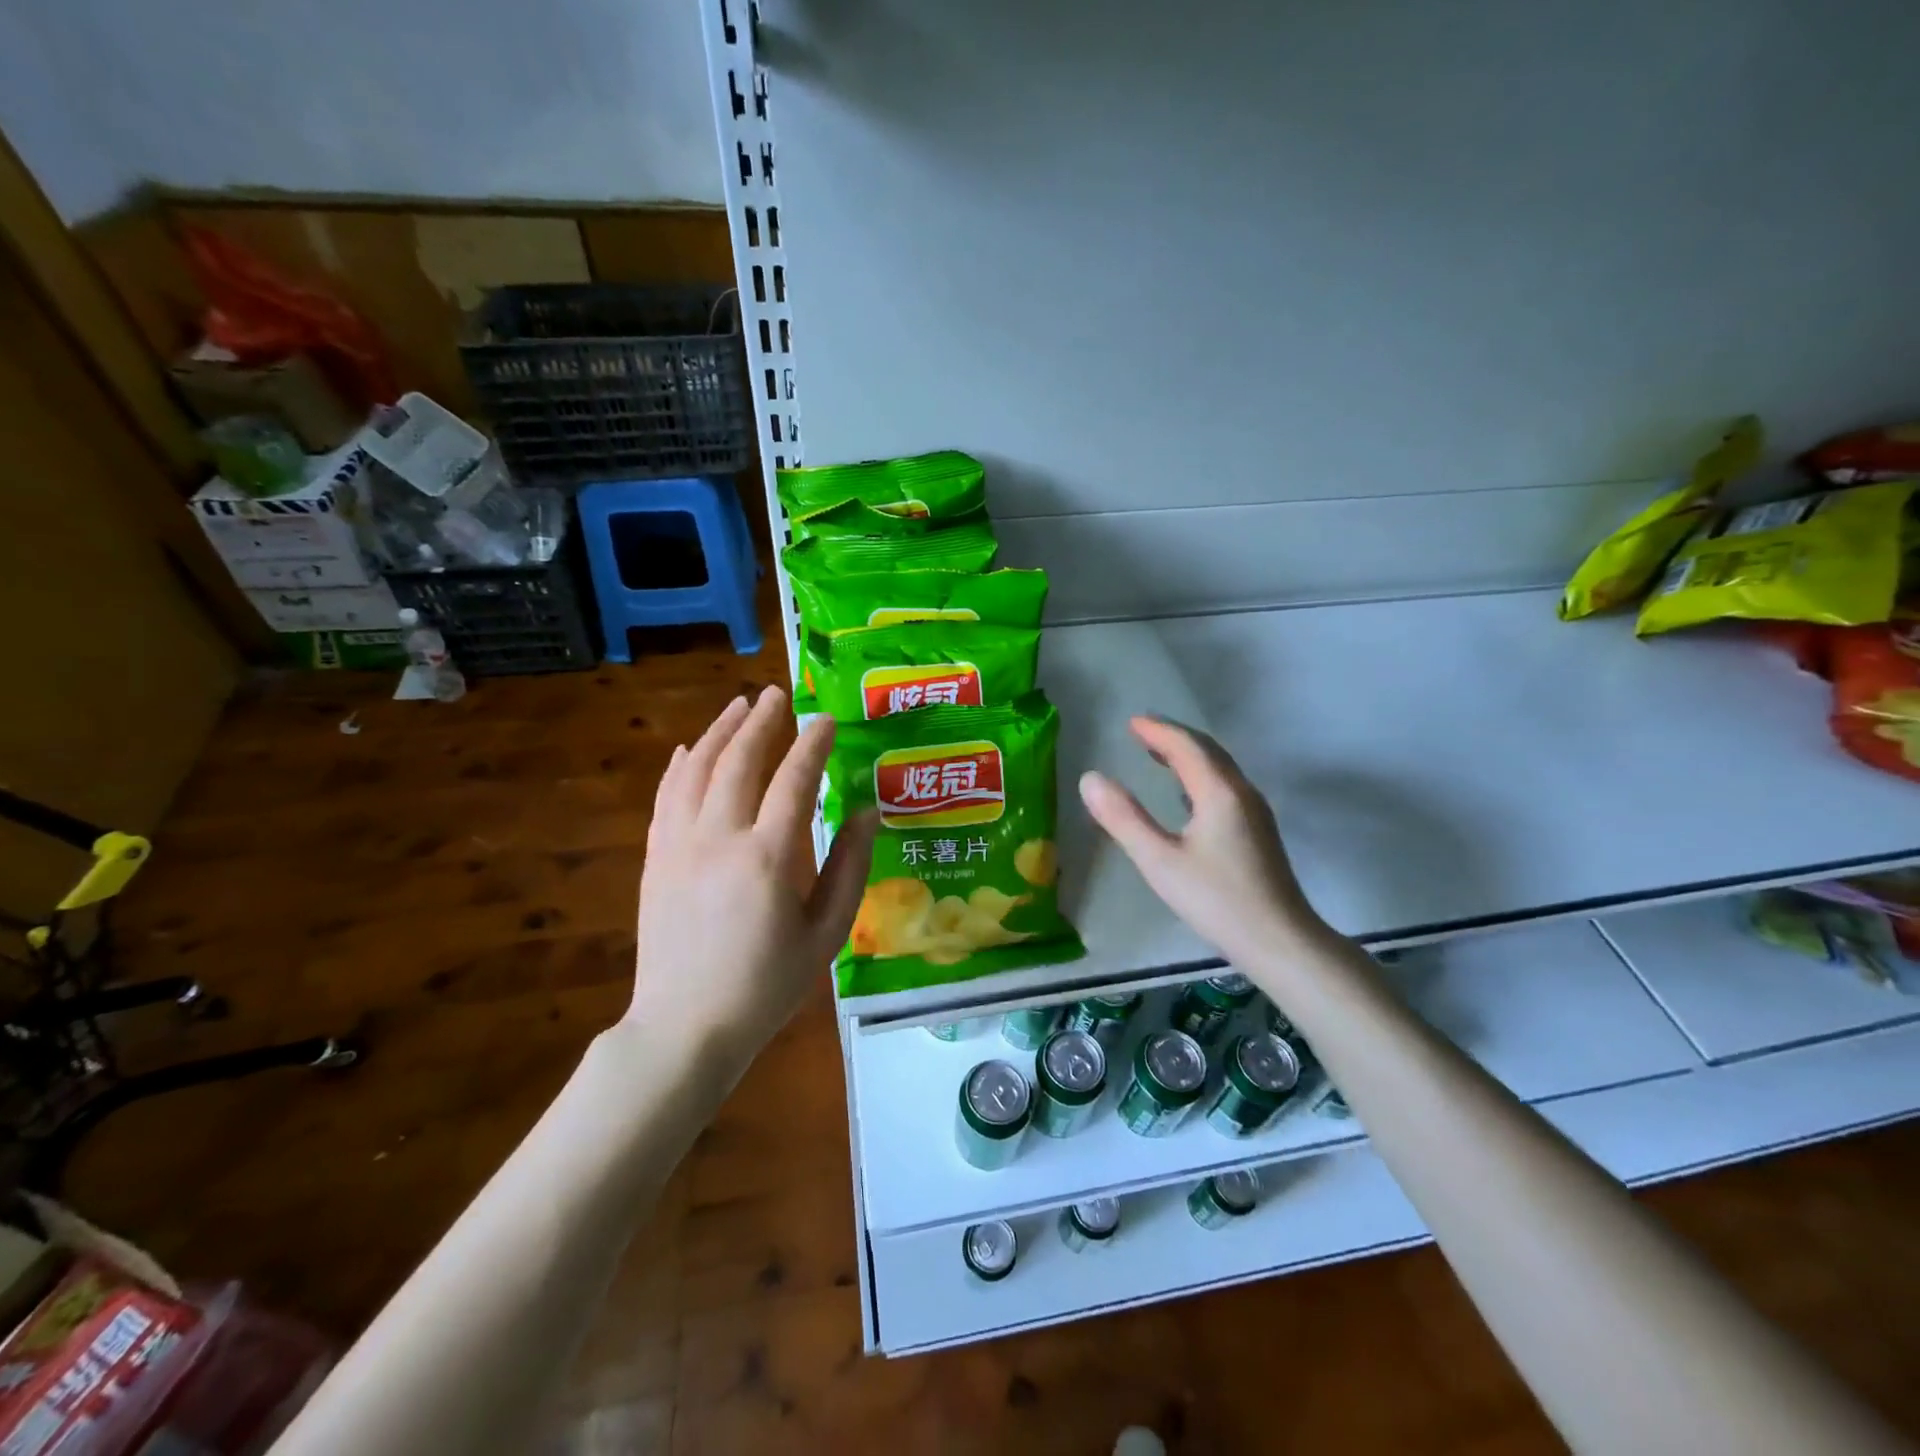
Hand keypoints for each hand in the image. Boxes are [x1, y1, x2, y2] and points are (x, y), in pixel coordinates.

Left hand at [631, 687, 876, 1067]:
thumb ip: (849, 869)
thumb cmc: (766, 986)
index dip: (812, 744)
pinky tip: (692, 749)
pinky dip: (681, 765)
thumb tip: (866, 813)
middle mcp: (720, 838)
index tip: (825, 719)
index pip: (794, 780)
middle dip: (761, 721)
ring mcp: (680, 845)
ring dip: (720, 731)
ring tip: (738, 705)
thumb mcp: (825, 935)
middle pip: (740, 761)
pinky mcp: (657, 858)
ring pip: (698, 769)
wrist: (685, 1027)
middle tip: (777, 694)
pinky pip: (667, 796)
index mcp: (769, 857)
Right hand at [1079, 716, 1325, 970]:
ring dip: (1189, 755)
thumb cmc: (1217, 900)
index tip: (1131, 723)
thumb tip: (1090, 778)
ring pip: (1220, 769)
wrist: (1281, 942)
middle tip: (1142, 732)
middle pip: (1208, 751)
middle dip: (1174, 737)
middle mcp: (1241, 792)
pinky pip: (1225, 786)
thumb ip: (1123, 818)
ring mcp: (1255, 812)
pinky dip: (1200, 776)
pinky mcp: (1258, 832)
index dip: (1158, 731)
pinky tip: (1187, 795)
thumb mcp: (1160, 861)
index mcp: (1219, 792)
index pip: (1186, 746)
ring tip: (1159, 754)